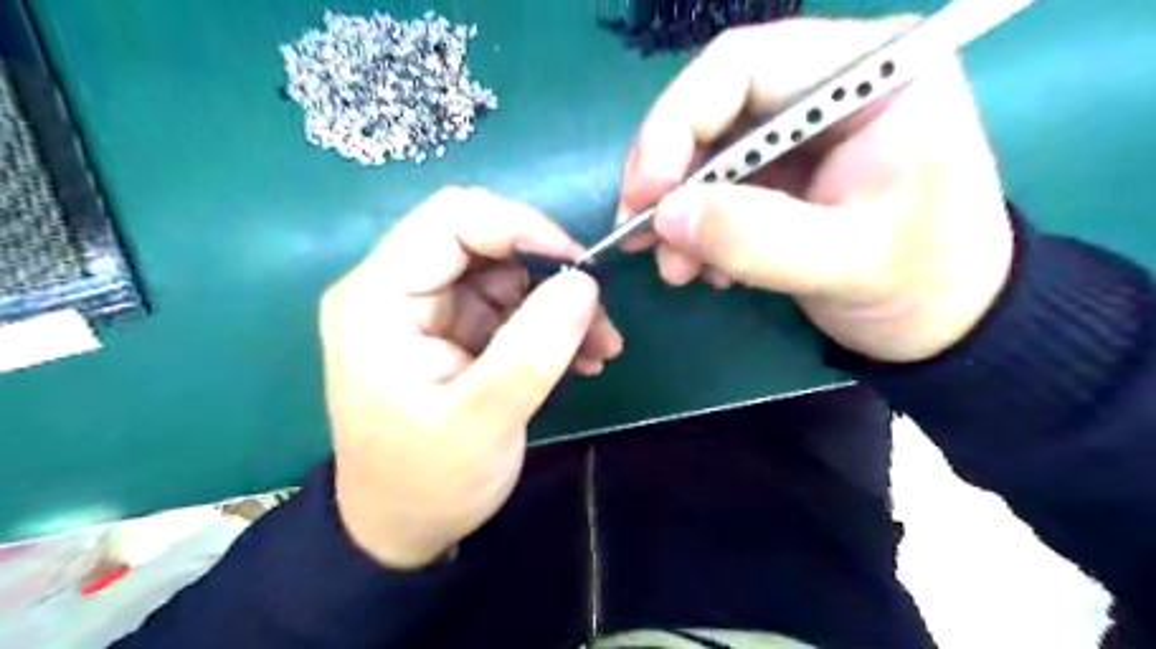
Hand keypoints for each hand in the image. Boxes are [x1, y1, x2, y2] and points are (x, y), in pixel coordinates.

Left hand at [318, 185, 618, 566]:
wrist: (403, 528)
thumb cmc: (428, 482)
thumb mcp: (483, 421)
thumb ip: (534, 349)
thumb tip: (584, 282)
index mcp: (378, 299)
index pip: (452, 219)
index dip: (522, 228)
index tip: (580, 269)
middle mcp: (396, 289)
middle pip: (483, 238)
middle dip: (548, 269)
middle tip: (597, 315)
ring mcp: (428, 308)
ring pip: (506, 270)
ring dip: (558, 301)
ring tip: (598, 348)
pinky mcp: (454, 329)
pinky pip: (511, 303)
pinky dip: (550, 323)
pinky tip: (580, 357)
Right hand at [624, 19, 1012, 364]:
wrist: (944, 319)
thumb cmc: (922, 282)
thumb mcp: (845, 262)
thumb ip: (755, 236)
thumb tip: (665, 215)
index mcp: (870, 74)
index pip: (742, 64)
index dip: (676, 123)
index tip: (646, 194)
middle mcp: (827, 86)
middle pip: (712, 107)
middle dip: (667, 177)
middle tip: (639, 235)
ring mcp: (798, 132)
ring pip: (705, 152)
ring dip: (678, 212)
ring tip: (676, 269)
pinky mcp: (780, 172)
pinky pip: (716, 188)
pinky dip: (697, 228)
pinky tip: (706, 268)